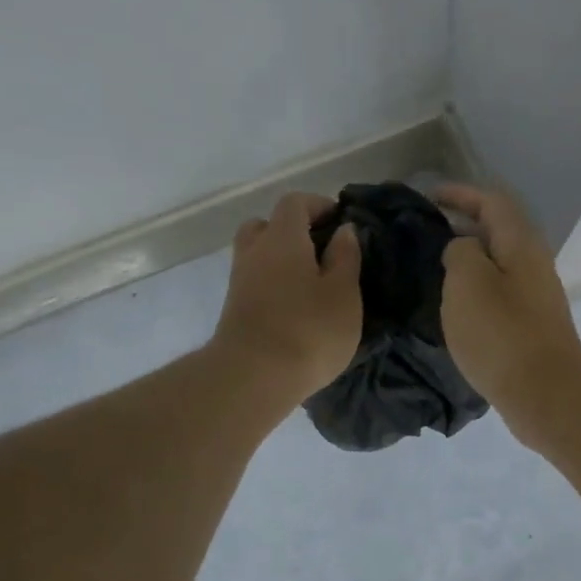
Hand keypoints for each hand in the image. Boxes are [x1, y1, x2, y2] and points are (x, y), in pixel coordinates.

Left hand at [212, 192, 361, 407]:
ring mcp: (239, 281)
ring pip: (257, 255)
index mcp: (283, 238)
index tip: (340, 219)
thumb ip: (345, 257)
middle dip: (292, 230)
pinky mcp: (234, 310)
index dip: (317, 204)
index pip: (294, 203)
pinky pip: (255, 281)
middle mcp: (255, 252)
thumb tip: (343, 230)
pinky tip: (295, 305)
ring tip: (310, 281)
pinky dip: (273, 283)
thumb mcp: (343, 293)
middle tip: (319, 249)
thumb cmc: (309, 330)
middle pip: (266, 225)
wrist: (253, 377)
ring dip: (280, 259)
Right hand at [435, 184, 580, 444]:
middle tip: (427, 233)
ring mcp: (536, 296)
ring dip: (469, 259)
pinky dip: (476, 289)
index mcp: (521, 244)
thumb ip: (460, 252)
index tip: (429, 197)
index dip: (461, 194)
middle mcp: (534, 264)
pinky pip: (500, 293)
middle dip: (464, 225)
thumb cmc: (501, 334)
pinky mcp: (531, 326)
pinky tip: (456, 307)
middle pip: (499, 231)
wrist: (546, 395)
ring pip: (499, 264)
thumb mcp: (468, 282)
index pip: (492, 202)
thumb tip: (463, 248)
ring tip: (435, 268)